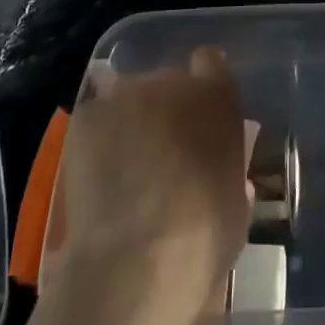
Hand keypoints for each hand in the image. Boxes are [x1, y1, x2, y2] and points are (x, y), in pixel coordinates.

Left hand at [54, 47, 250, 316]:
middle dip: (164, 110)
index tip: (199, 114)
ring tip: (123, 169)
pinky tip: (97, 178)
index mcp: (216, 96)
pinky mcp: (88, 117)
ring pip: (128, 99)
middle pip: (166, 82)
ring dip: (130, 122)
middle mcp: (172, 82)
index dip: (203, 85)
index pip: (210, 63)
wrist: (138, 262)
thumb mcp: (236, 202)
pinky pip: (95, 120)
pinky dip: (96, 142)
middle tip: (159, 153)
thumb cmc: (204, 237)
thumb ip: (228, 171)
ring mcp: (126, 96)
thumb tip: (216, 171)